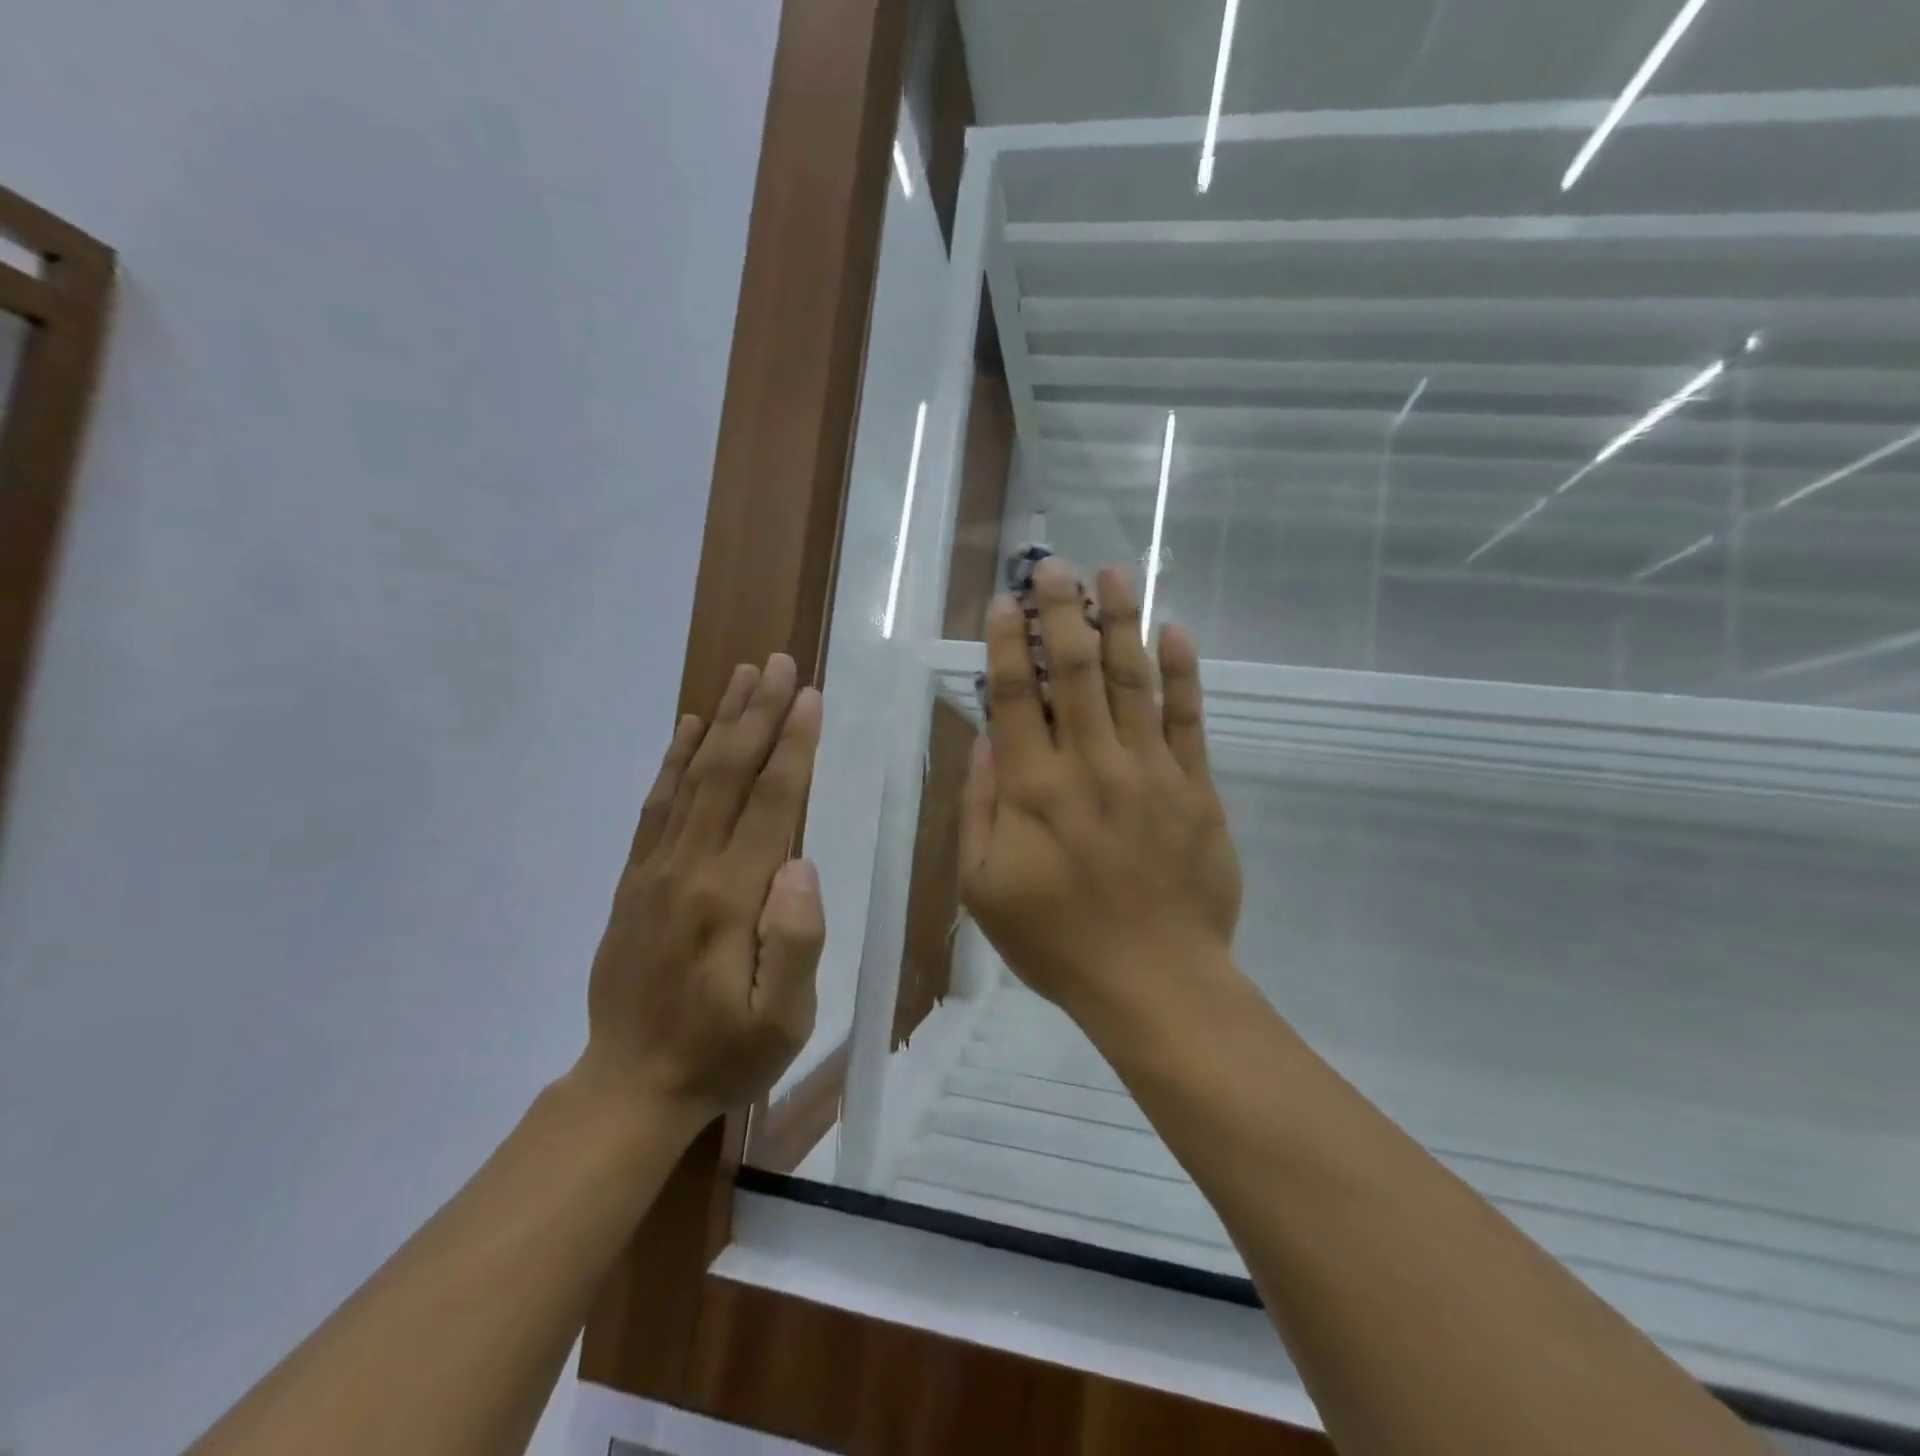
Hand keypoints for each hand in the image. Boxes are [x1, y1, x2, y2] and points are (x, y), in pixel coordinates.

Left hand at [578, 655, 825, 1128]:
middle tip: (779, 663)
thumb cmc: (724, 1055)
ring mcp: (655, 870)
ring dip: (720, 722)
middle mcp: (689, 869)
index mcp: (731, 899)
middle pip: (728, 774)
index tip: (809, 696)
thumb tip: (800, 862)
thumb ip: (795, 940)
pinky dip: (673, 760)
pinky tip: (689, 728)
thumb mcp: (782, 1020)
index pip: (771, 803)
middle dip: (758, 714)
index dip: (793, 746)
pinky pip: (655, 806)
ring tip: (742, 676)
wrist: (631, 1085)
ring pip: (691, 778)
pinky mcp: (636, 879)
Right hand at [960, 558, 1241, 1025]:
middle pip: (1073, 671)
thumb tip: (984, 740)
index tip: (1003, 601)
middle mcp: (1090, 764)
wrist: (1154, 981)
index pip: (1015, 696)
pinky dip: (1182, 671)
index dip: (1005, 643)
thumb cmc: (1056, 941)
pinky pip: (1188, 718)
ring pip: (1131, 680)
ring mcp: (1150, 771)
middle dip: (1060, 611)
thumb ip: (980, 808)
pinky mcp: (1195, 788)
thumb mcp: (984, 888)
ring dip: (1118, 622)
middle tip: (1052, 564)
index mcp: (1034, 788)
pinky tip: (1175, 629)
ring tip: (1112, 572)